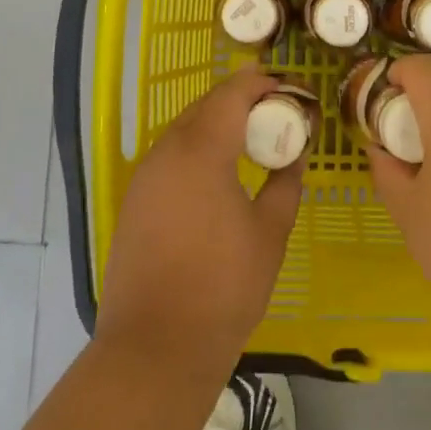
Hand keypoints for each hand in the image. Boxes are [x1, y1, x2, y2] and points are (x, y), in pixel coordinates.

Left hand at [96, 68, 303, 373]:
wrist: (156, 346)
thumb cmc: (224, 286)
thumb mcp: (271, 231)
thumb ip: (285, 182)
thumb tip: (295, 154)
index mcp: (201, 150)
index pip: (234, 92)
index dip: (265, 83)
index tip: (295, 91)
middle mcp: (166, 152)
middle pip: (207, 105)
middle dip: (244, 100)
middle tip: (280, 114)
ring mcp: (144, 176)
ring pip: (186, 129)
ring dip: (219, 124)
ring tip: (254, 141)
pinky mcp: (135, 201)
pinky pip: (171, 157)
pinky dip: (199, 150)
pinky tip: (221, 174)